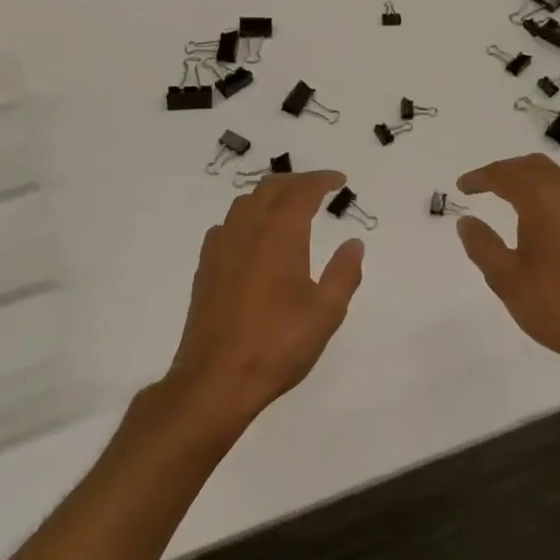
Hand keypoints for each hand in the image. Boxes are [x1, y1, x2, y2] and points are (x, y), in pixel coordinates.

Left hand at [162, 170, 364, 424]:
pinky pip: (227, 224)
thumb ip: (344, 273)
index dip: (322, 180)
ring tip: (289, 204)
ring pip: (245, 202)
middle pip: (271, 188)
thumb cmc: (278, 345)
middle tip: (319, 187)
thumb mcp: (326, 313)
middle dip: (297, 181)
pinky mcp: (206, 266)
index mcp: (280, 235)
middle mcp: (247, 230)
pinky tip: (253, 235)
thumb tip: (354, 243)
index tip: (339, 180)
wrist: (216, 379)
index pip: (302, 191)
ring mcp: (222, 247)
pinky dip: (247, 216)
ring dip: (270, 194)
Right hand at [455, 154, 559, 382]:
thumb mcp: (506, 278)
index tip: (461, 187)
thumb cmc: (555, 305)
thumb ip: (482, 245)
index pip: (506, 175)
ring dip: (528, 178)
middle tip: (482, 185)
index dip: (480, 177)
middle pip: (533, 166)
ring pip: (555, 177)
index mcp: (543, 202)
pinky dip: (547, 191)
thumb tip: (466, 221)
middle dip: (505, 170)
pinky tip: (539, 216)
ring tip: (506, 195)